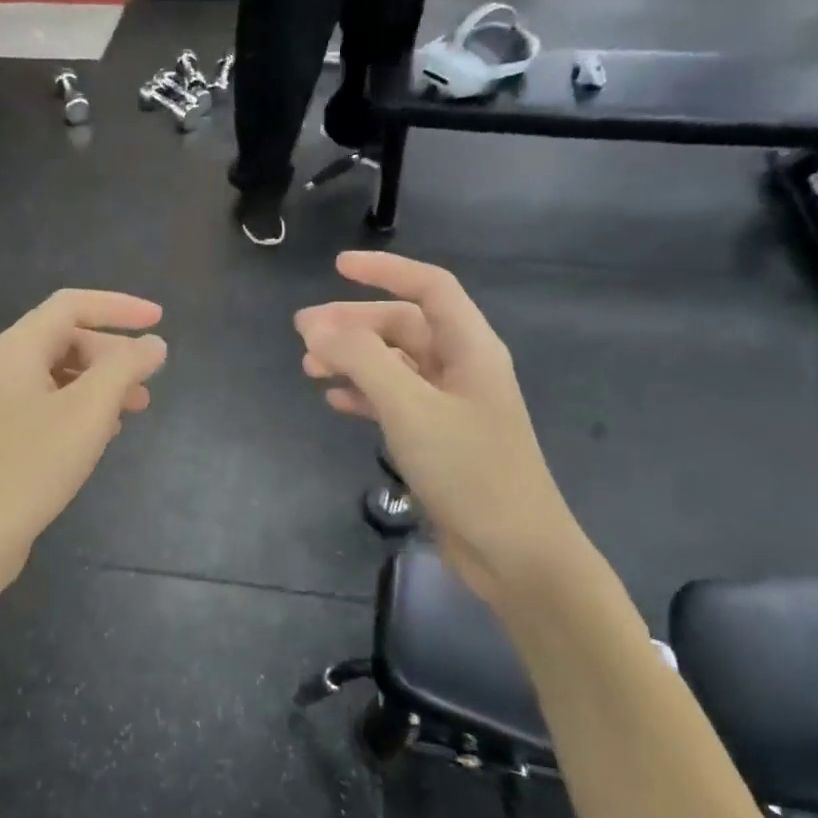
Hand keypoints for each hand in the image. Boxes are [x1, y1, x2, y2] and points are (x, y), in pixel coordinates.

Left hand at [0, 289, 166, 587]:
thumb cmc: (30, 467)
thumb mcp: (88, 412)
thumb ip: (124, 369)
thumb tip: (153, 344)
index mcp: (16, 348)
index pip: (72, 304)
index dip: (120, 307)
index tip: (160, 321)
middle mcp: (2, 367)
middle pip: (65, 339)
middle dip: (113, 353)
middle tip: (149, 378)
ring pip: (59, 375)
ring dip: (101, 383)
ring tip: (137, 407)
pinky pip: (48, 405)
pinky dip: (81, 408)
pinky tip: (103, 434)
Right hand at [296, 252, 588, 606]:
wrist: (513, 551)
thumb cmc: (468, 469)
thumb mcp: (409, 407)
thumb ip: (362, 360)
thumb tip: (317, 326)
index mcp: (470, 348)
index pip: (429, 288)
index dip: (385, 270)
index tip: (338, 267)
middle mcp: (462, 368)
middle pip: (404, 326)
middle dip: (354, 324)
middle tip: (303, 333)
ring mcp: (451, 405)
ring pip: (395, 365)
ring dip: (353, 360)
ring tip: (309, 368)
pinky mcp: (439, 439)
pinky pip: (395, 400)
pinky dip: (364, 394)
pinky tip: (335, 401)